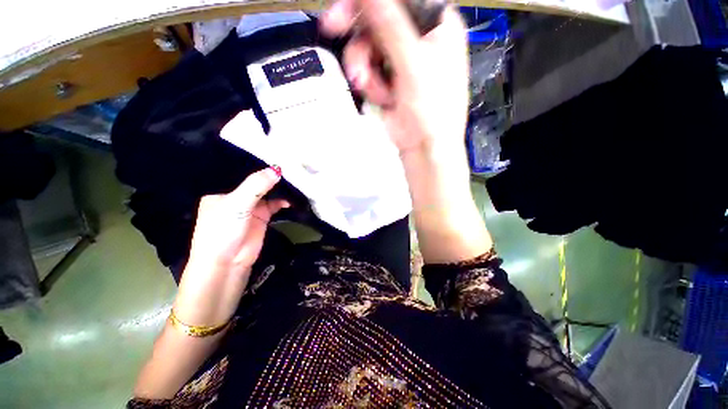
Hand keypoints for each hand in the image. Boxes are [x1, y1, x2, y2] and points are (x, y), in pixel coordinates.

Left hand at [175, 166, 288, 325]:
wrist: (227, 264)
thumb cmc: (222, 231)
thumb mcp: (237, 204)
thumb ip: (256, 185)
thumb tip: (277, 169)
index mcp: (222, 191)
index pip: (241, 173)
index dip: (257, 165)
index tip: (274, 154)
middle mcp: (236, 197)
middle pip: (256, 182)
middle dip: (270, 175)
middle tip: (290, 164)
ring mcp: (250, 207)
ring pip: (267, 192)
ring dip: (279, 188)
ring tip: (295, 178)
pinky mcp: (262, 217)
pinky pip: (275, 204)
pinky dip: (283, 201)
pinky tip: (291, 197)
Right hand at [321, 0, 469, 154]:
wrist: (424, 147)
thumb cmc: (433, 111)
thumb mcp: (414, 65)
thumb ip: (391, 26)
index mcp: (436, 26)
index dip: (371, 1)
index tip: (346, 7)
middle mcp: (418, 38)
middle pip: (378, 19)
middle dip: (359, 34)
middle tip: (332, 27)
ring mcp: (400, 60)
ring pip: (367, 47)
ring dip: (363, 67)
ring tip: (371, 86)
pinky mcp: (388, 79)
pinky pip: (368, 70)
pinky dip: (369, 83)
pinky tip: (381, 97)